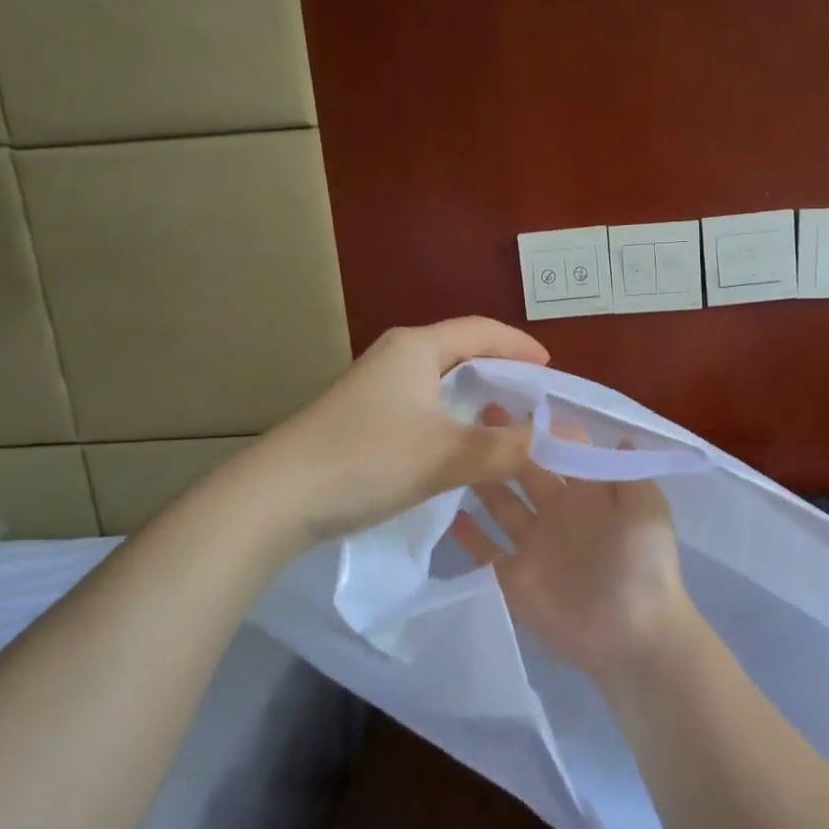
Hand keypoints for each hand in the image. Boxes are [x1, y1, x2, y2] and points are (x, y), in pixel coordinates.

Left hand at [260, 318, 548, 540]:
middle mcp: (396, 356)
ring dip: (477, 401)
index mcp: (417, 348)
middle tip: (536, 402)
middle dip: (503, 374)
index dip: (521, 347)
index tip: (552, 370)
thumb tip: (546, 441)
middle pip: (463, 353)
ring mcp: (376, 387)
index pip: (483, 331)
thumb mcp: (445, 455)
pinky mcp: (363, 417)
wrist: (276, 498)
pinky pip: (423, 407)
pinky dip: (452, 420)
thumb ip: (503, 448)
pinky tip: (462, 448)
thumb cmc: (366, 460)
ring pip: (441, 383)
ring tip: (507, 427)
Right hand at [450, 424, 702, 683]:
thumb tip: (619, 435)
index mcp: (589, 495)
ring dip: (482, 480)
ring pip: (501, 505)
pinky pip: (485, 551)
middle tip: (477, 412)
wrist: (634, 635)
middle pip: (525, 471)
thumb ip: (629, 473)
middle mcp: (557, 513)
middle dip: (505, 444)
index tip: (516, 402)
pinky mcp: (513, 578)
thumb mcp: (647, 510)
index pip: (561, 452)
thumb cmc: (644, 566)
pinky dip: (468, 535)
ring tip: (455, 452)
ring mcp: (533, 545)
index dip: (542, 429)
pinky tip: (447, 513)